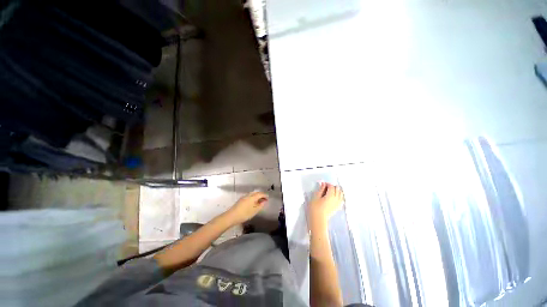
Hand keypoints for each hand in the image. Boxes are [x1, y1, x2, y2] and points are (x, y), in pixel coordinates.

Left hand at [225, 191, 268, 224]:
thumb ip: (260, 205)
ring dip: (256, 196)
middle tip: (264, 199)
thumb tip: (264, 201)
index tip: (268, 198)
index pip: (260, 194)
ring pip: (252, 194)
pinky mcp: (241, 200)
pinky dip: (253, 198)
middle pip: (256, 193)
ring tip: (259, 201)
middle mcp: (248, 195)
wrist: (231, 216)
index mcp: (252, 197)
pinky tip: (253, 203)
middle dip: (261, 195)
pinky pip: (249, 196)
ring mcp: (244, 197)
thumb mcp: (254, 211)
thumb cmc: (244, 214)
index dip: (265, 195)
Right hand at [308, 182, 343, 223]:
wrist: (318, 218)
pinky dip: (339, 196)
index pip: (332, 186)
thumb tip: (323, 183)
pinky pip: (341, 199)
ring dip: (337, 191)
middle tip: (326, 187)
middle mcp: (336, 198)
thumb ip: (321, 189)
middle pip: (337, 189)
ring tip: (330, 191)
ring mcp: (338, 203)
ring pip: (341, 194)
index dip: (327, 184)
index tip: (322, 184)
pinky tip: (335, 197)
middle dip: (332, 186)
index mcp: (330, 195)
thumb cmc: (315, 207)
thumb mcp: (316, 196)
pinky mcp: (337, 207)